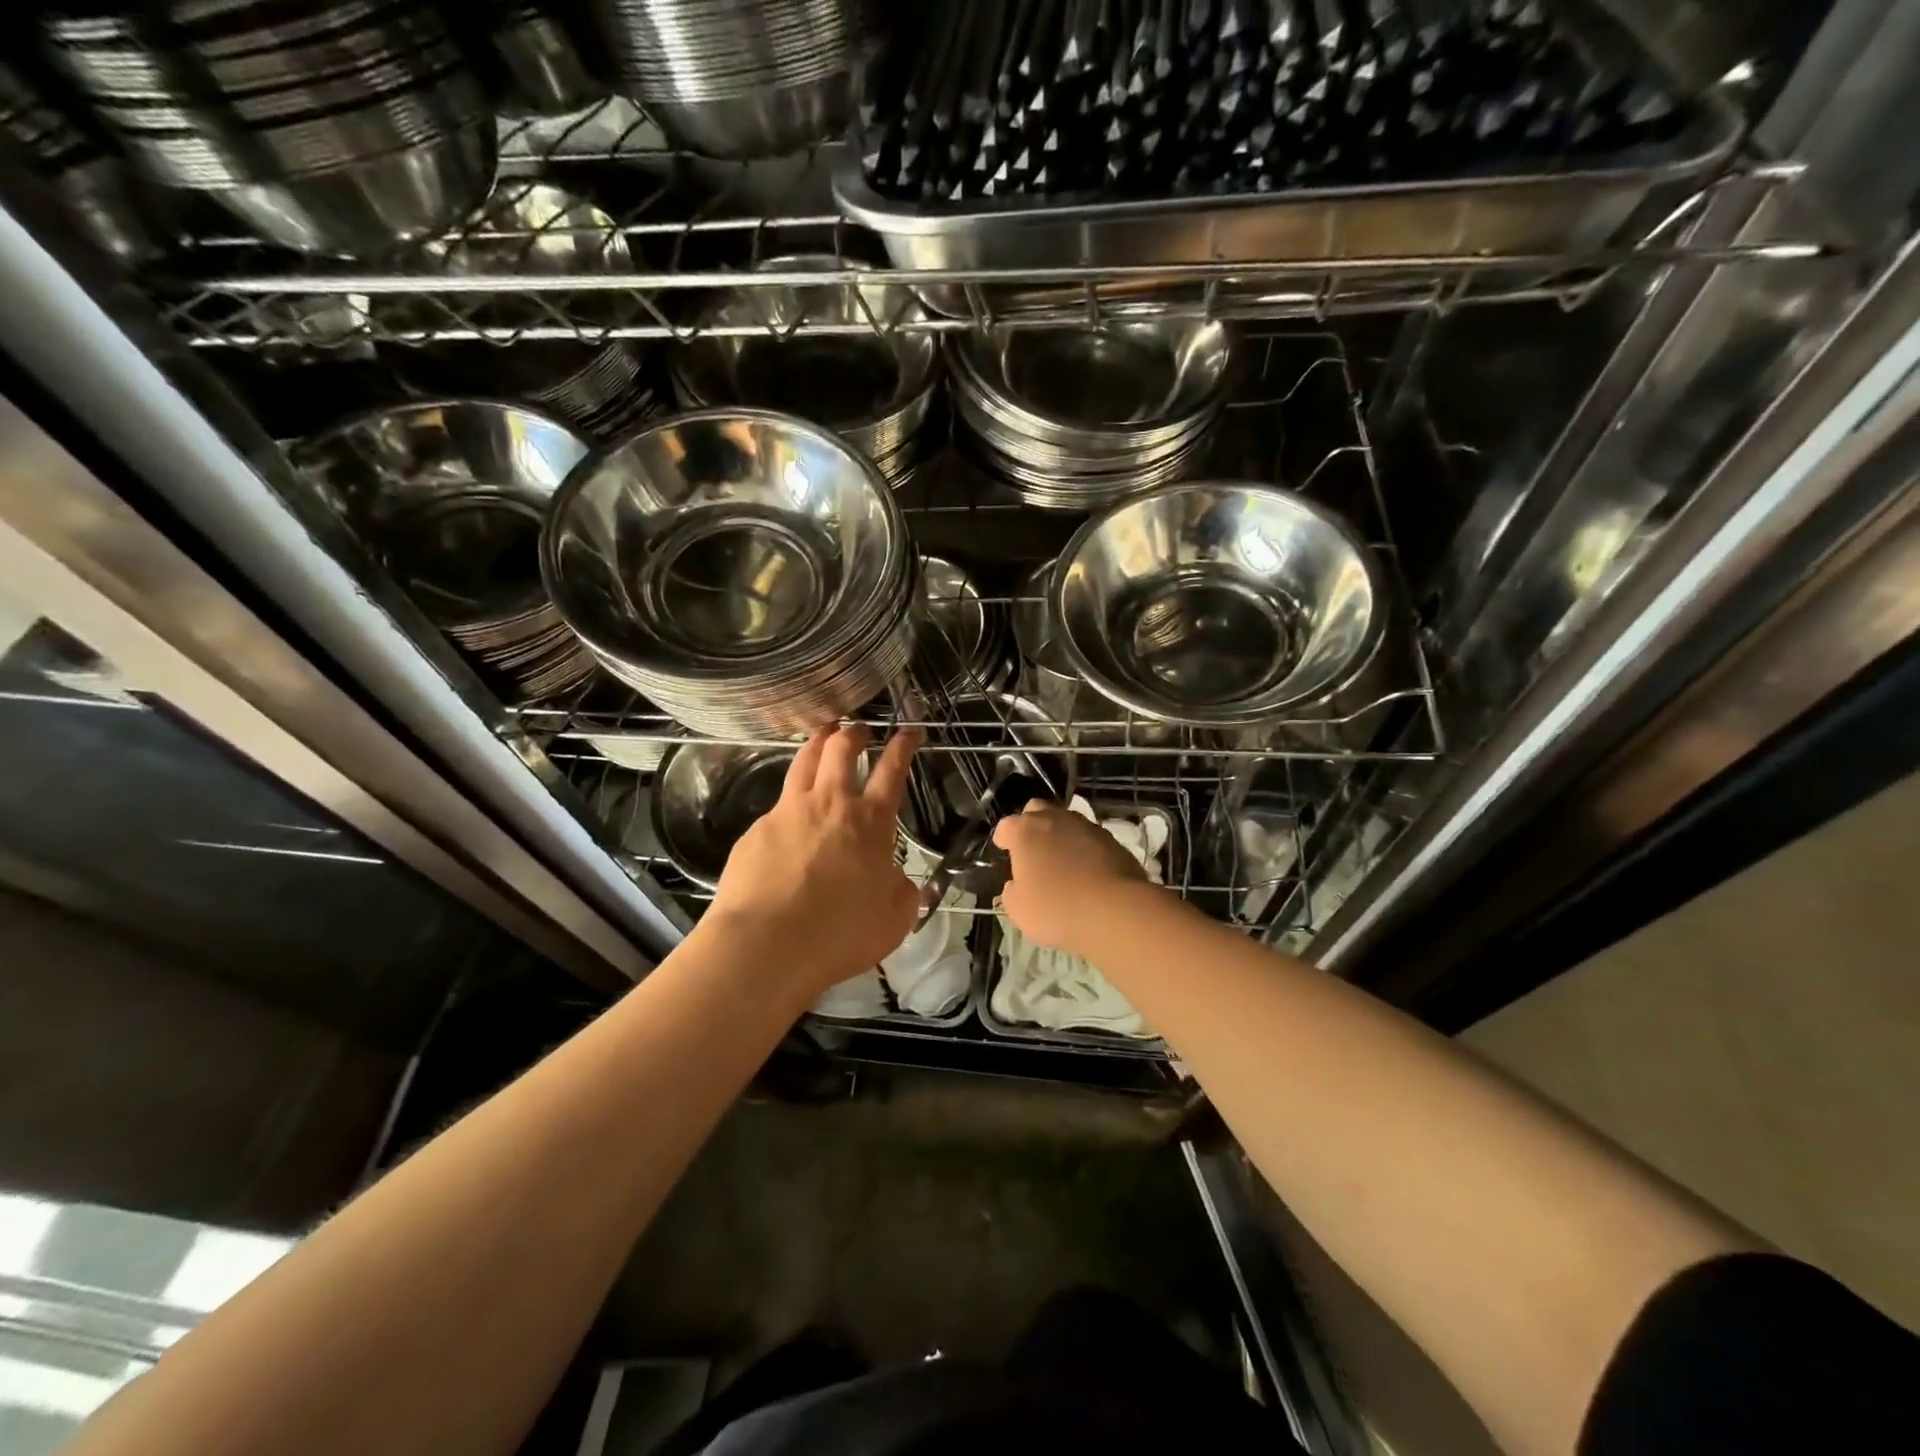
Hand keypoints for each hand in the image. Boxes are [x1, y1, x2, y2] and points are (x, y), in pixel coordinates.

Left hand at [706, 724, 921, 999]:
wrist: (766, 945)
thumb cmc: (839, 934)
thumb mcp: (893, 921)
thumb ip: (903, 894)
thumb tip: (900, 881)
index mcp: (869, 821)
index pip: (892, 769)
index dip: (903, 746)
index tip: (909, 732)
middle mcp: (829, 804)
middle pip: (841, 749)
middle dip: (854, 732)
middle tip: (859, 729)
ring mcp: (788, 812)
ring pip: (803, 760)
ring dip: (817, 743)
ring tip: (823, 735)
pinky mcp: (756, 830)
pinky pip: (777, 805)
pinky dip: (789, 799)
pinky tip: (789, 817)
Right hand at [992, 801, 1151, 957]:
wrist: (1115, 911)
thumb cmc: (1056, 909)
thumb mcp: (1019, 910)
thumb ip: (1012, 892)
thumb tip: (1015, 884)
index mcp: (1026, 831)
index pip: (1006, 826)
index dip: (1004, 839)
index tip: (1004, 851)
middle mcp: (1055, 819)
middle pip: (1037, 810)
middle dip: (1031, 824)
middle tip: (1032, 849)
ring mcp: (1087, 826)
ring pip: (1067, 821)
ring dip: (1060, 835)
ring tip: (1062, 861)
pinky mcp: (1113, 840)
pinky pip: (1091, 838)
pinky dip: (1085, 849)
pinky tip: (1087, 870)